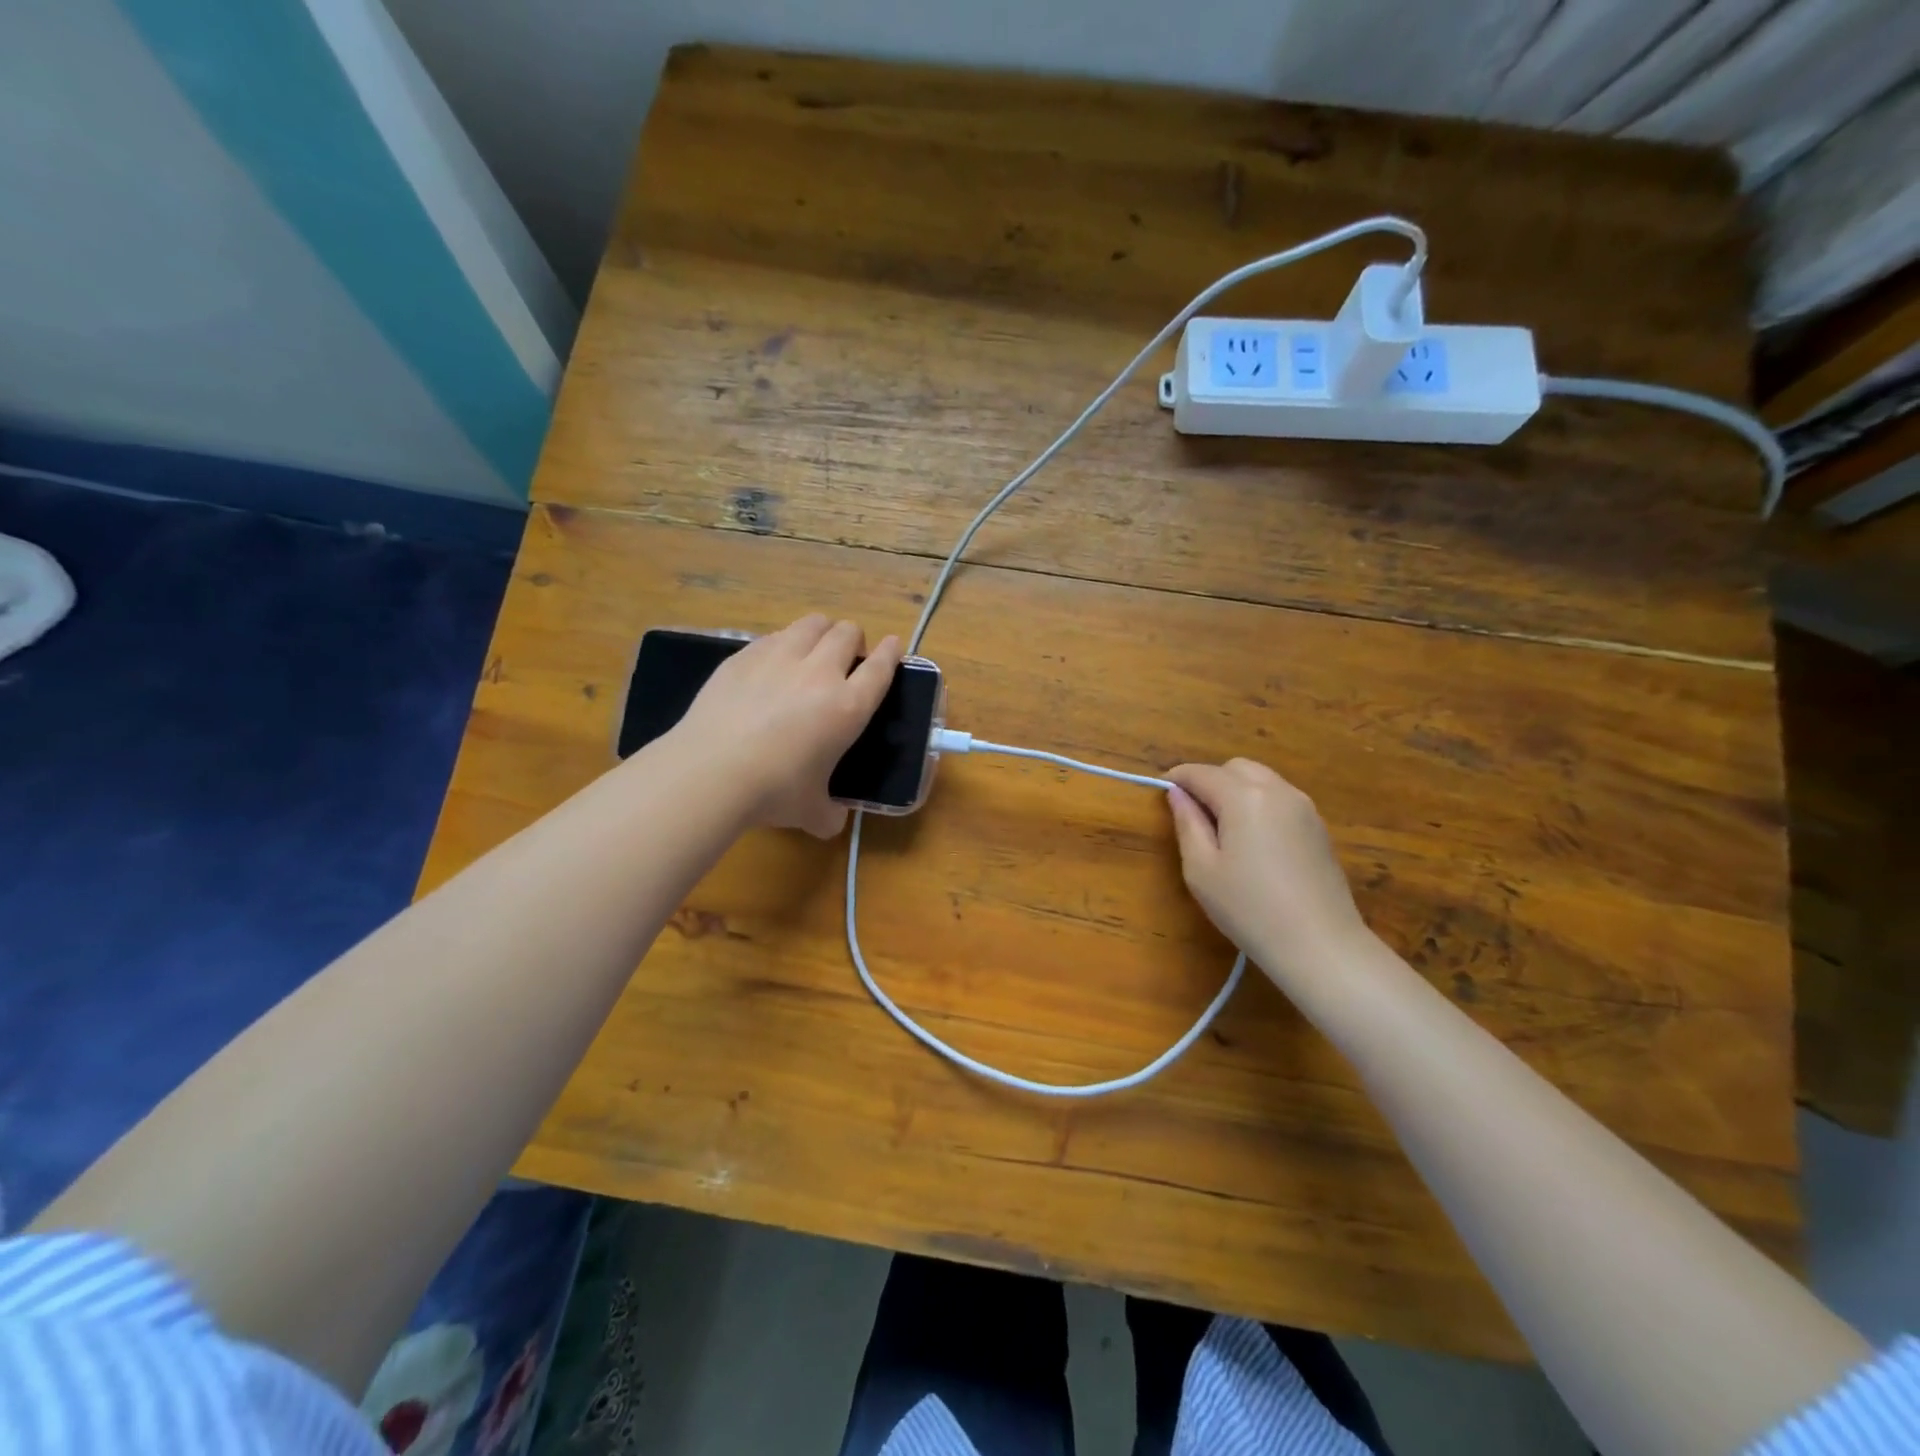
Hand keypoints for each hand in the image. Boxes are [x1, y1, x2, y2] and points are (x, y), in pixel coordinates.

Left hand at [666, 615, 902, 836]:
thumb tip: (832, 820)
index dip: (890, 653)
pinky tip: (773, 663)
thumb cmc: (773, 792)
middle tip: (846, 659)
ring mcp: (780, 657)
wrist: (710, 772)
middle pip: (848, 633)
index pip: (880, 668)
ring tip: (813, 650)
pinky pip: (775, 635)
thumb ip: (829, 812)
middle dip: (854, 640)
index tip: (893, 645)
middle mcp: (820, 673)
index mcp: (848, 707)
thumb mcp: (812, 811)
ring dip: (822, 632)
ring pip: (813, 623)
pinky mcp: (744, 655)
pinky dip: (784, 643)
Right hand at [1167, 759, 1372, 988]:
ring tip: (1222, 828)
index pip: (1202, 773)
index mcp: (1244, 797)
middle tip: (1193, 812)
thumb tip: (1177, 794)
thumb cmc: (1249, 908)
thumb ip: (1187, 824)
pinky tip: (1253, 841)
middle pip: (1236, 768)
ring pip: (1262, 780)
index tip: (1161, 790)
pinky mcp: (1318, 827)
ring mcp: (1304, 807)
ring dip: (1236, 790)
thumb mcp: (1201, 869)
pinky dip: (1259, 804)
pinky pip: (1280, 799)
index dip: (1178, 778)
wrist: (1320, 945)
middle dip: (1210, 780)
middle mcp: (1277, 790)